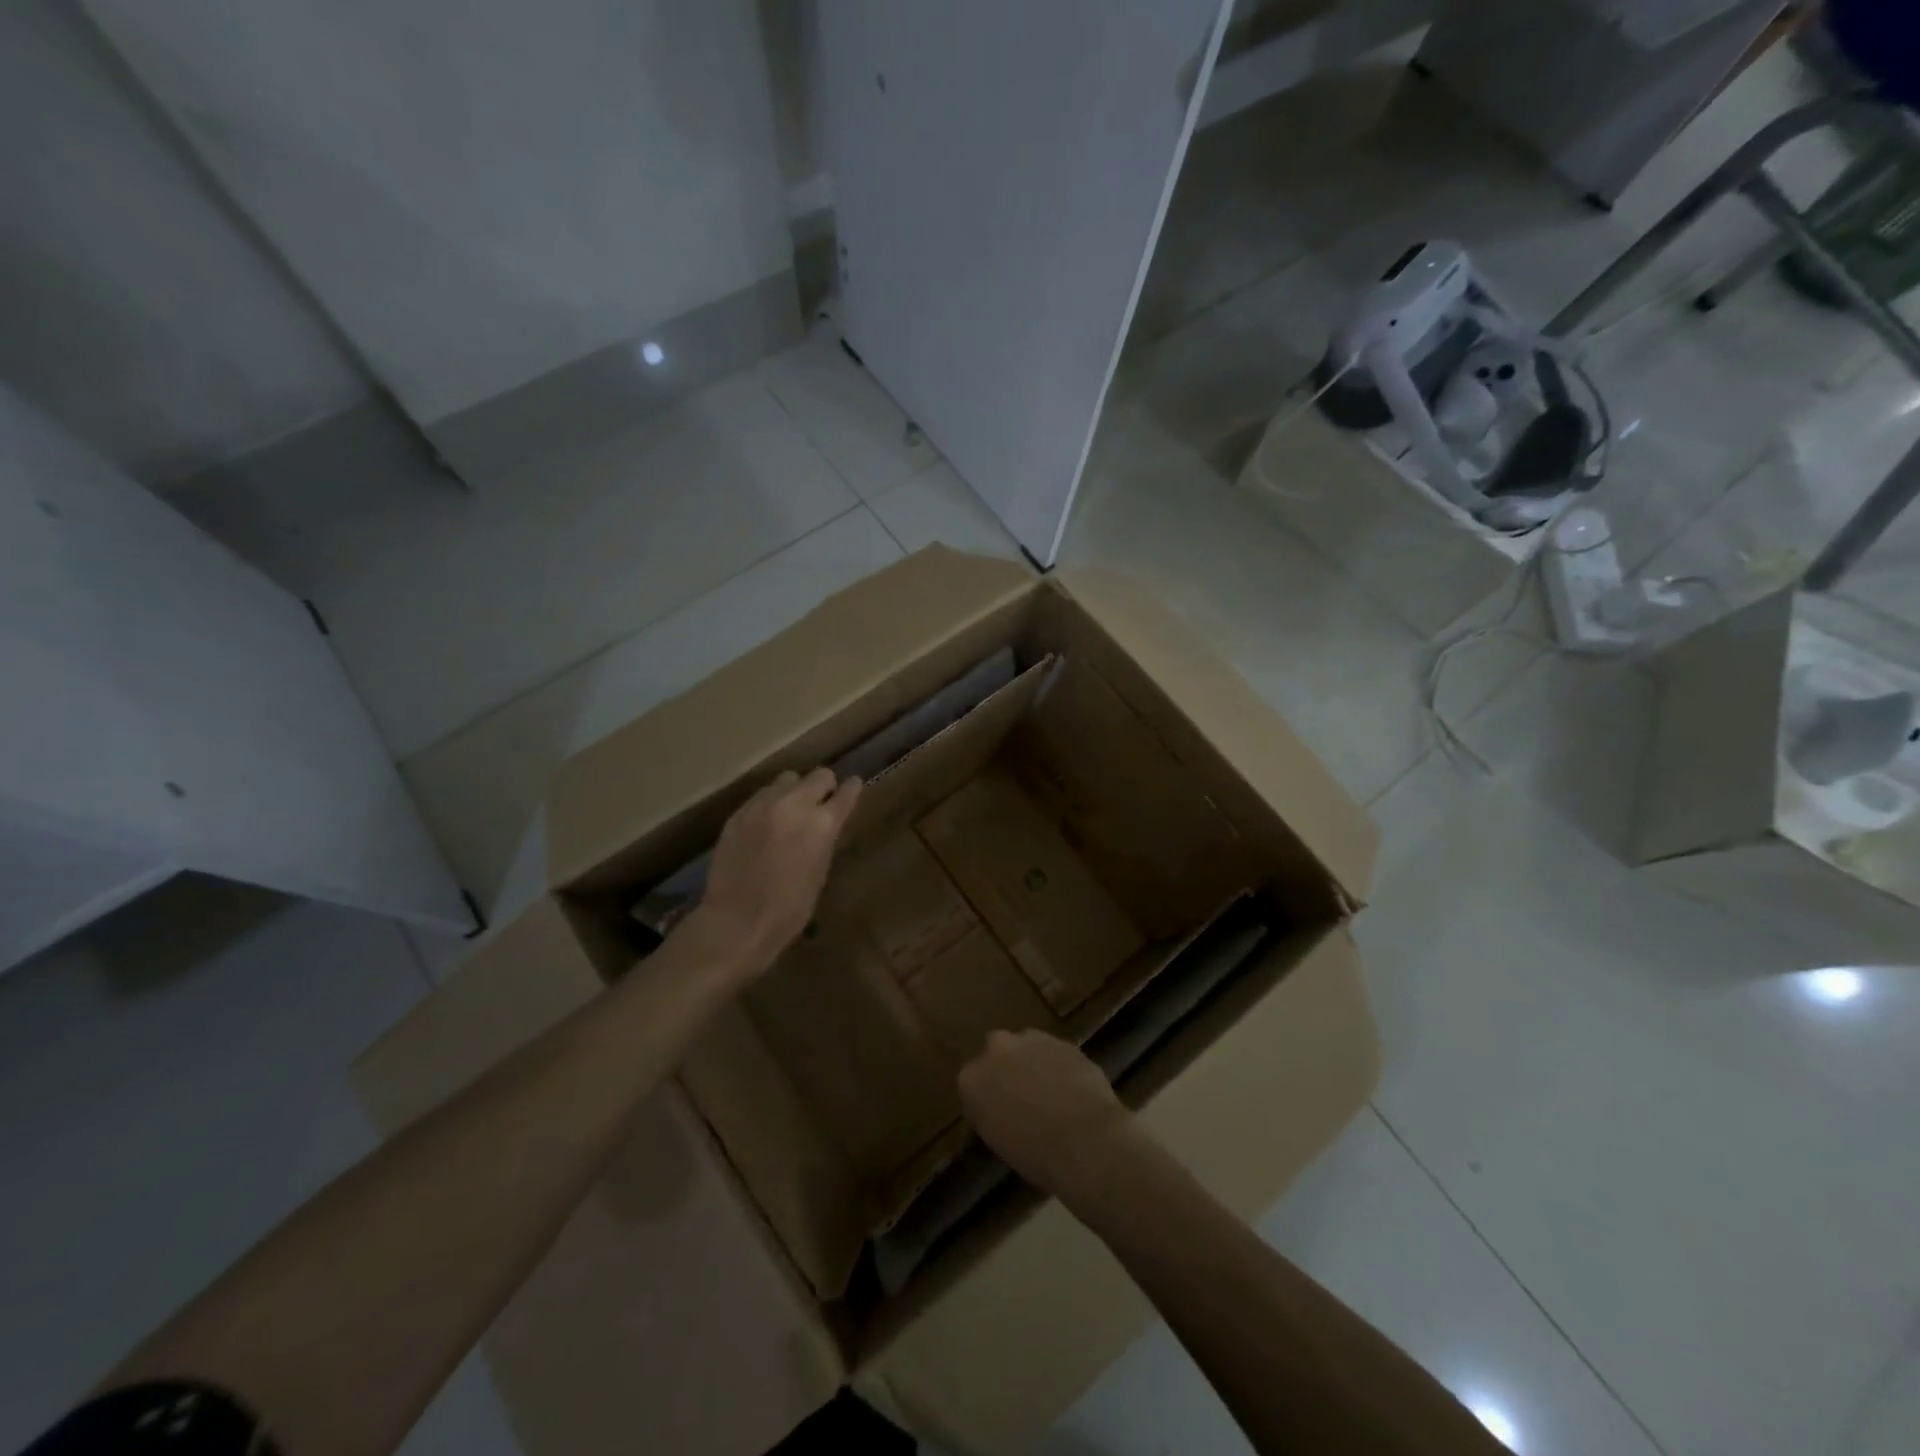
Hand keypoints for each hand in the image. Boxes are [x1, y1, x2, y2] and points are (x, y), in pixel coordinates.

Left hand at [681, 767, 861, 981]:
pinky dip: (769, 804)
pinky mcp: (739, 812)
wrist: (737, 921)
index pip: (846, 792)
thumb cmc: (789, 909)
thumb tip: (825, 826)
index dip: (852, 789)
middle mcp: (795, 804)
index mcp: (823, 824)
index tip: (853, 786)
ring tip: (789, 811)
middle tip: (821, 802)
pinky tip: (764, 825)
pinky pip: (761, 796)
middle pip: (819, 775)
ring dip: (794, 791)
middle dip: (823, 786)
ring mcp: (763, 804)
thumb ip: (824, 840)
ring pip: (787, 779)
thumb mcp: (819, 873)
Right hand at [958, 1030, 1145, 1208]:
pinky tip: (1073, 1090)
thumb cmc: (1034, 1155)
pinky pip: (1055, 1052)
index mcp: (971, 1079)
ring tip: (1052, 1094)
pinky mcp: (1062, 1040)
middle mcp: (996, 1049)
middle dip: (1008, 1068)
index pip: (972, 1085)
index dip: (988, 1099)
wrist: (1083, 1139)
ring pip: (1028, 1047)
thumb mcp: (998, 1141)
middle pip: (997, 1054)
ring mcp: (1031, 1039)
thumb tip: (1003, 1110)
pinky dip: (1060, 1065)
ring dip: (1034, 1062)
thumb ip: (993, 1114)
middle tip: (1024, 1097)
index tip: (999, 1115)